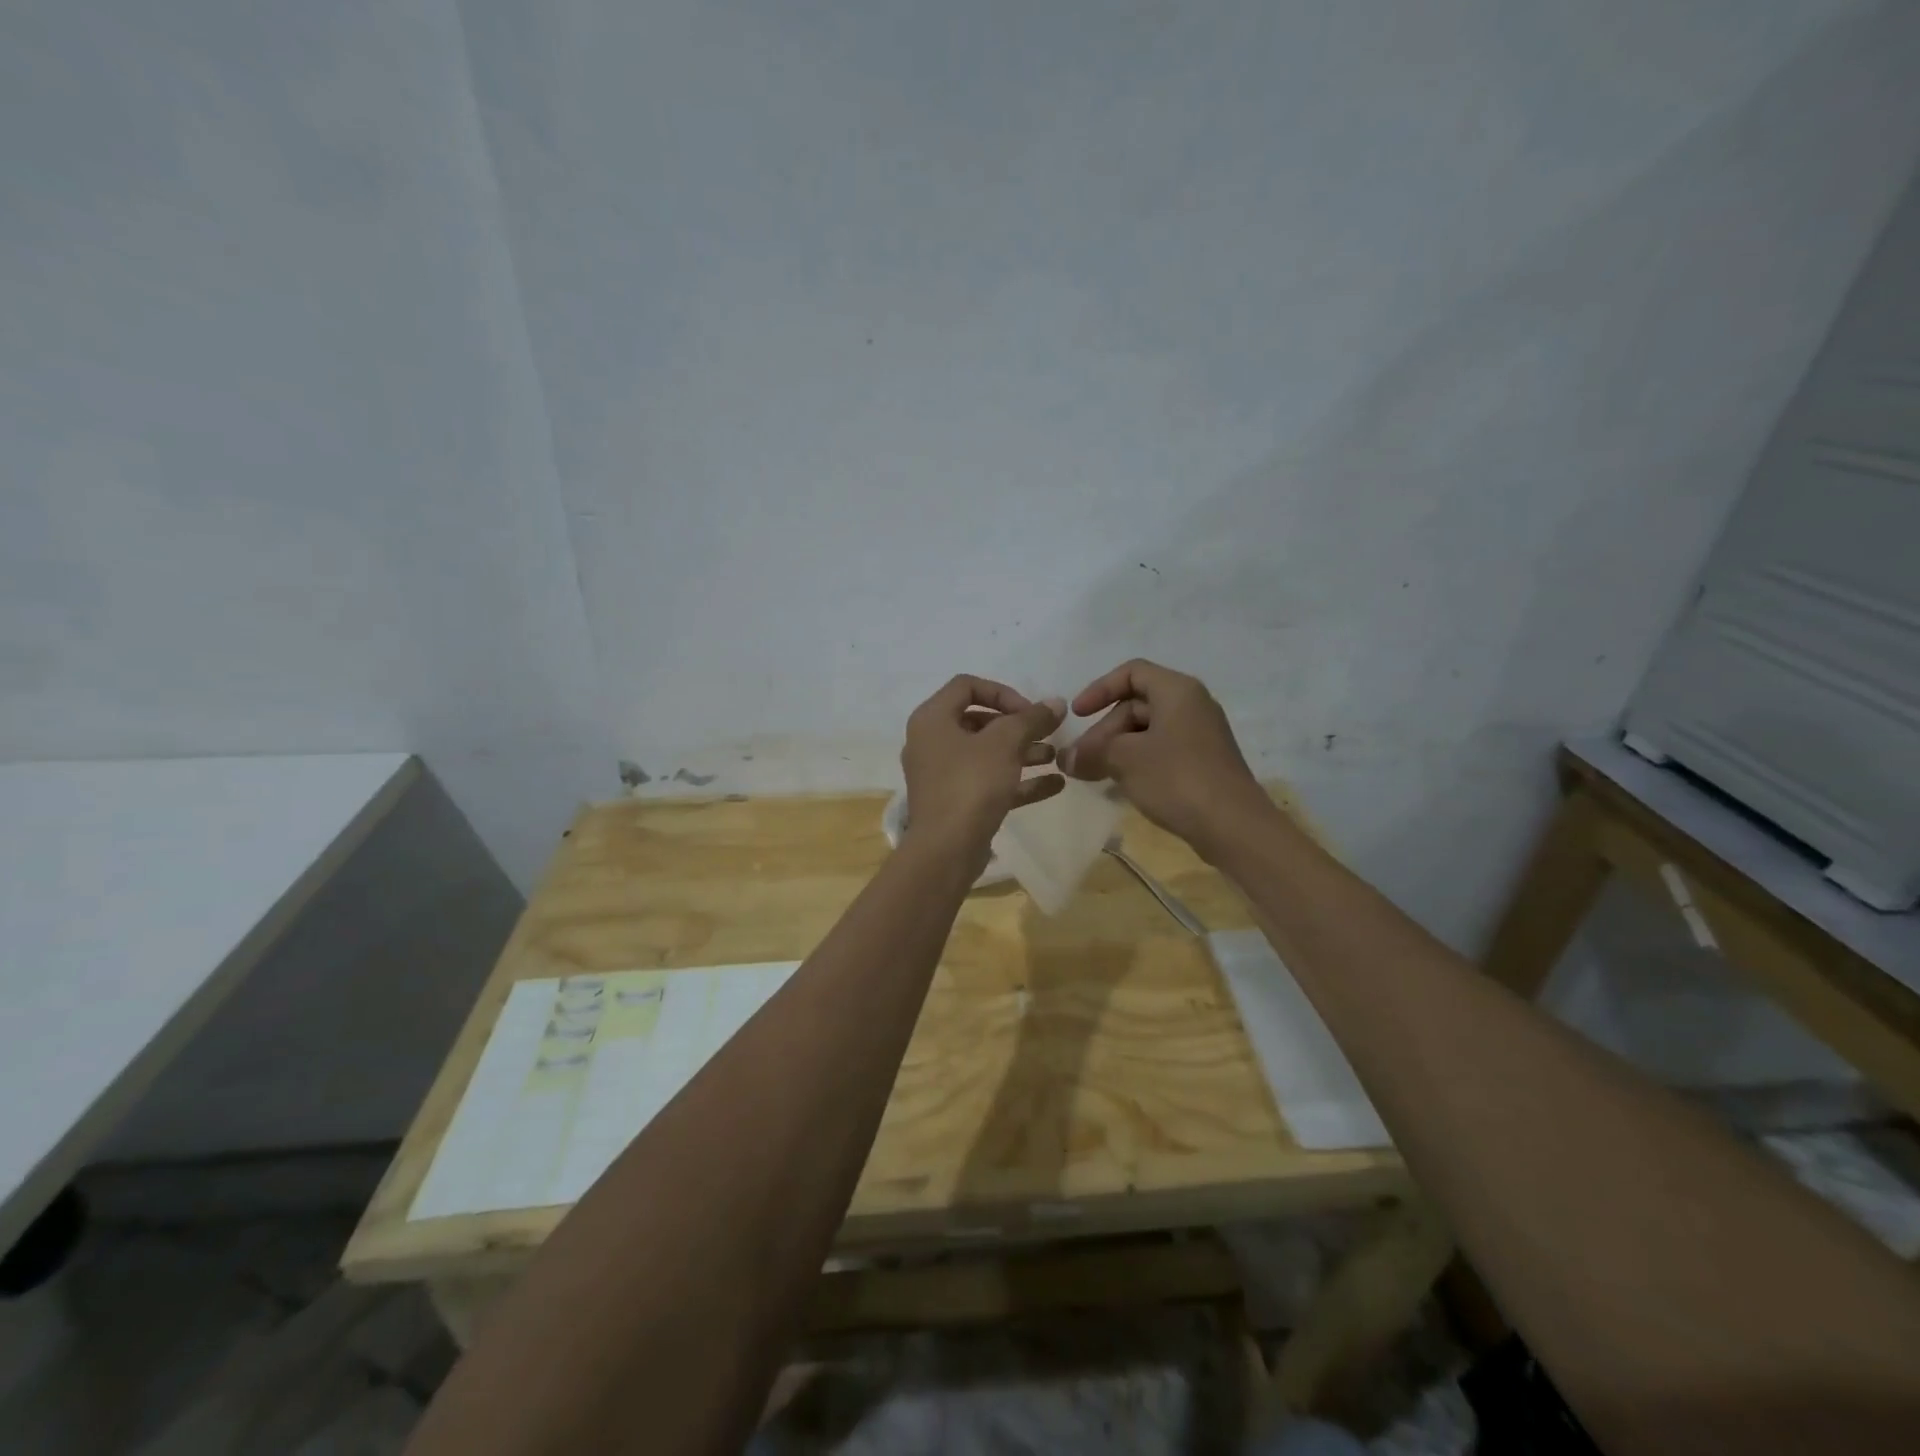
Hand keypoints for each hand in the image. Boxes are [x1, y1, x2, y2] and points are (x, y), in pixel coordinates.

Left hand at [901, 676, 1065, 862]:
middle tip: (1047, 732)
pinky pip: (989, 782)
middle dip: (1018, 726)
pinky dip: (1018, 780)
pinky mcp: (956, 802)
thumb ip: (1032, 719)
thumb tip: (1056, 702)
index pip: (967, 686)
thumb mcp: (1005, 743)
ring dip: (1022, 752)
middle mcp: (931, 742)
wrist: (946, 850)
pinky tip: (1055, 784)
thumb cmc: (970, 784)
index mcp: (932, 718)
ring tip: (1056, 756)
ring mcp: (942, 774)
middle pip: (979, 720)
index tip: (1029, 711)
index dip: (1003, 692)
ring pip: (987, 754)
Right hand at [1059, 659, 1264, 853]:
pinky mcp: (1203, 763)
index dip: (1099, 689)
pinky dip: (1136, 762)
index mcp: (1177, 691)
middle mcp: (1192, 705)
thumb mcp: (1124, 759)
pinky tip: (1119, 785)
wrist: (1233, 826)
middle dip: (1103, 730)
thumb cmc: (1177, 778)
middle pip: (1136, 705)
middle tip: (1079, 760)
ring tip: (1093, 774)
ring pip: (1147, 731)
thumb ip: (1091, 752)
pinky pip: (1161, 751)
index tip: (1077, 715)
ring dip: (1116, 749)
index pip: (1132, 672)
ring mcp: (1200, 736)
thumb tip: (1065, 758)